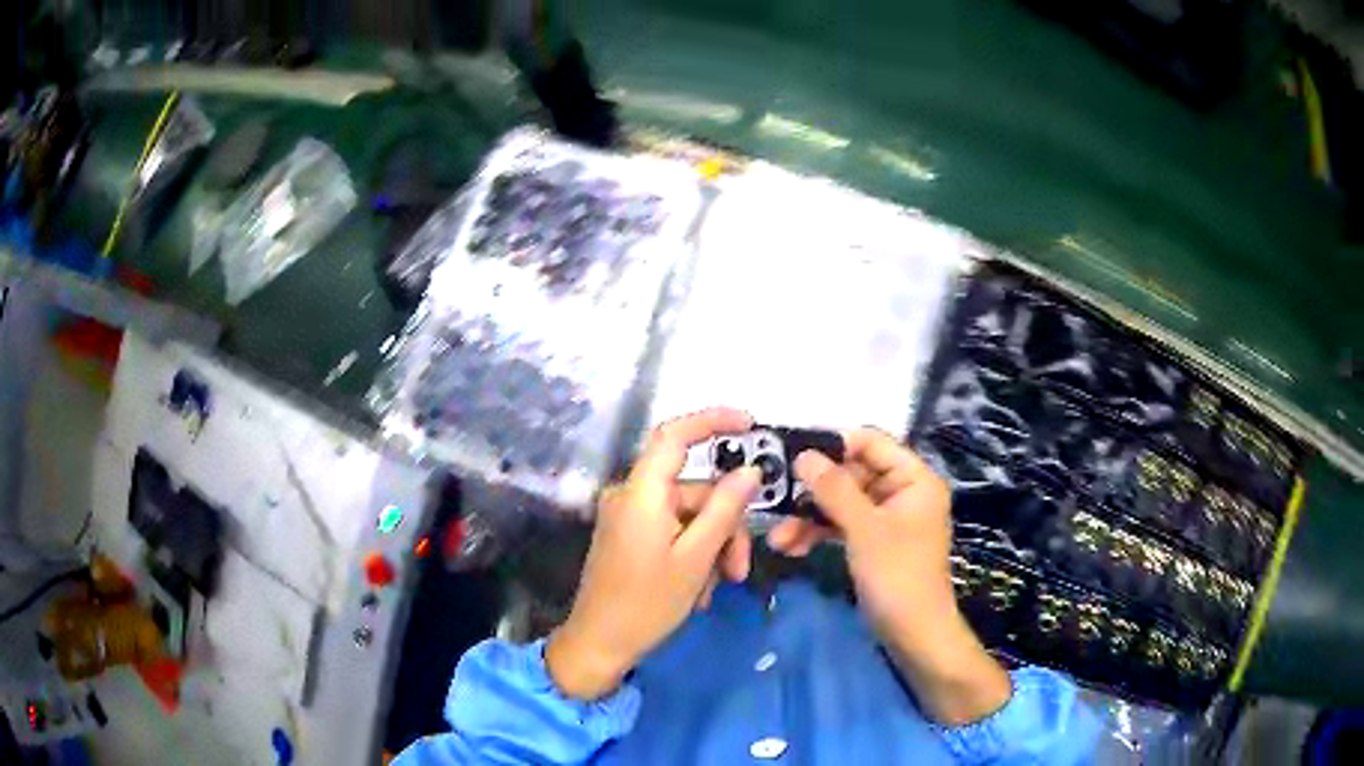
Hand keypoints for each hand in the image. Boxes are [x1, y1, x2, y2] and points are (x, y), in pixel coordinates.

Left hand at [546, 408, 760, 700]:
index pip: (674, 436)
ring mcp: (628, 518)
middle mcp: (631, 496)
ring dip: (711, 549)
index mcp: (641, 493)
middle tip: (740, 569)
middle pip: (693, 492)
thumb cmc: (647, 604)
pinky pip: (671, 532)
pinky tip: (698, 591)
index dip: (712, 421)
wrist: (599, 645)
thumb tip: (750, 473)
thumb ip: (725, 511)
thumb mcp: (696, 559)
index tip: (750, 425)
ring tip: (718, 588)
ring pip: (688, 517)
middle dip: (725, 527)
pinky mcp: (628, 538)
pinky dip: (692, 555)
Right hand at [771, 429, 1010, 725]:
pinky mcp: (872, 542)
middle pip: (851, 474)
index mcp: (913, 478)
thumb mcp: (864, 529)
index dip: (833, 445)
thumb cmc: (897, 576)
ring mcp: (886, 519)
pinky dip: (818, 534)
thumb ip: (834, 489)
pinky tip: (790, 548)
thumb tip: (803, 454)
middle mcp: (901, 492)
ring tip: (776, 539)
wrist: (913, 635)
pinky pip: (842, 525)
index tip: (792, 453)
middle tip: (775, 502)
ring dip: (809, 517)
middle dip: (812, 492)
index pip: (871, 442)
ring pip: (841, 503)